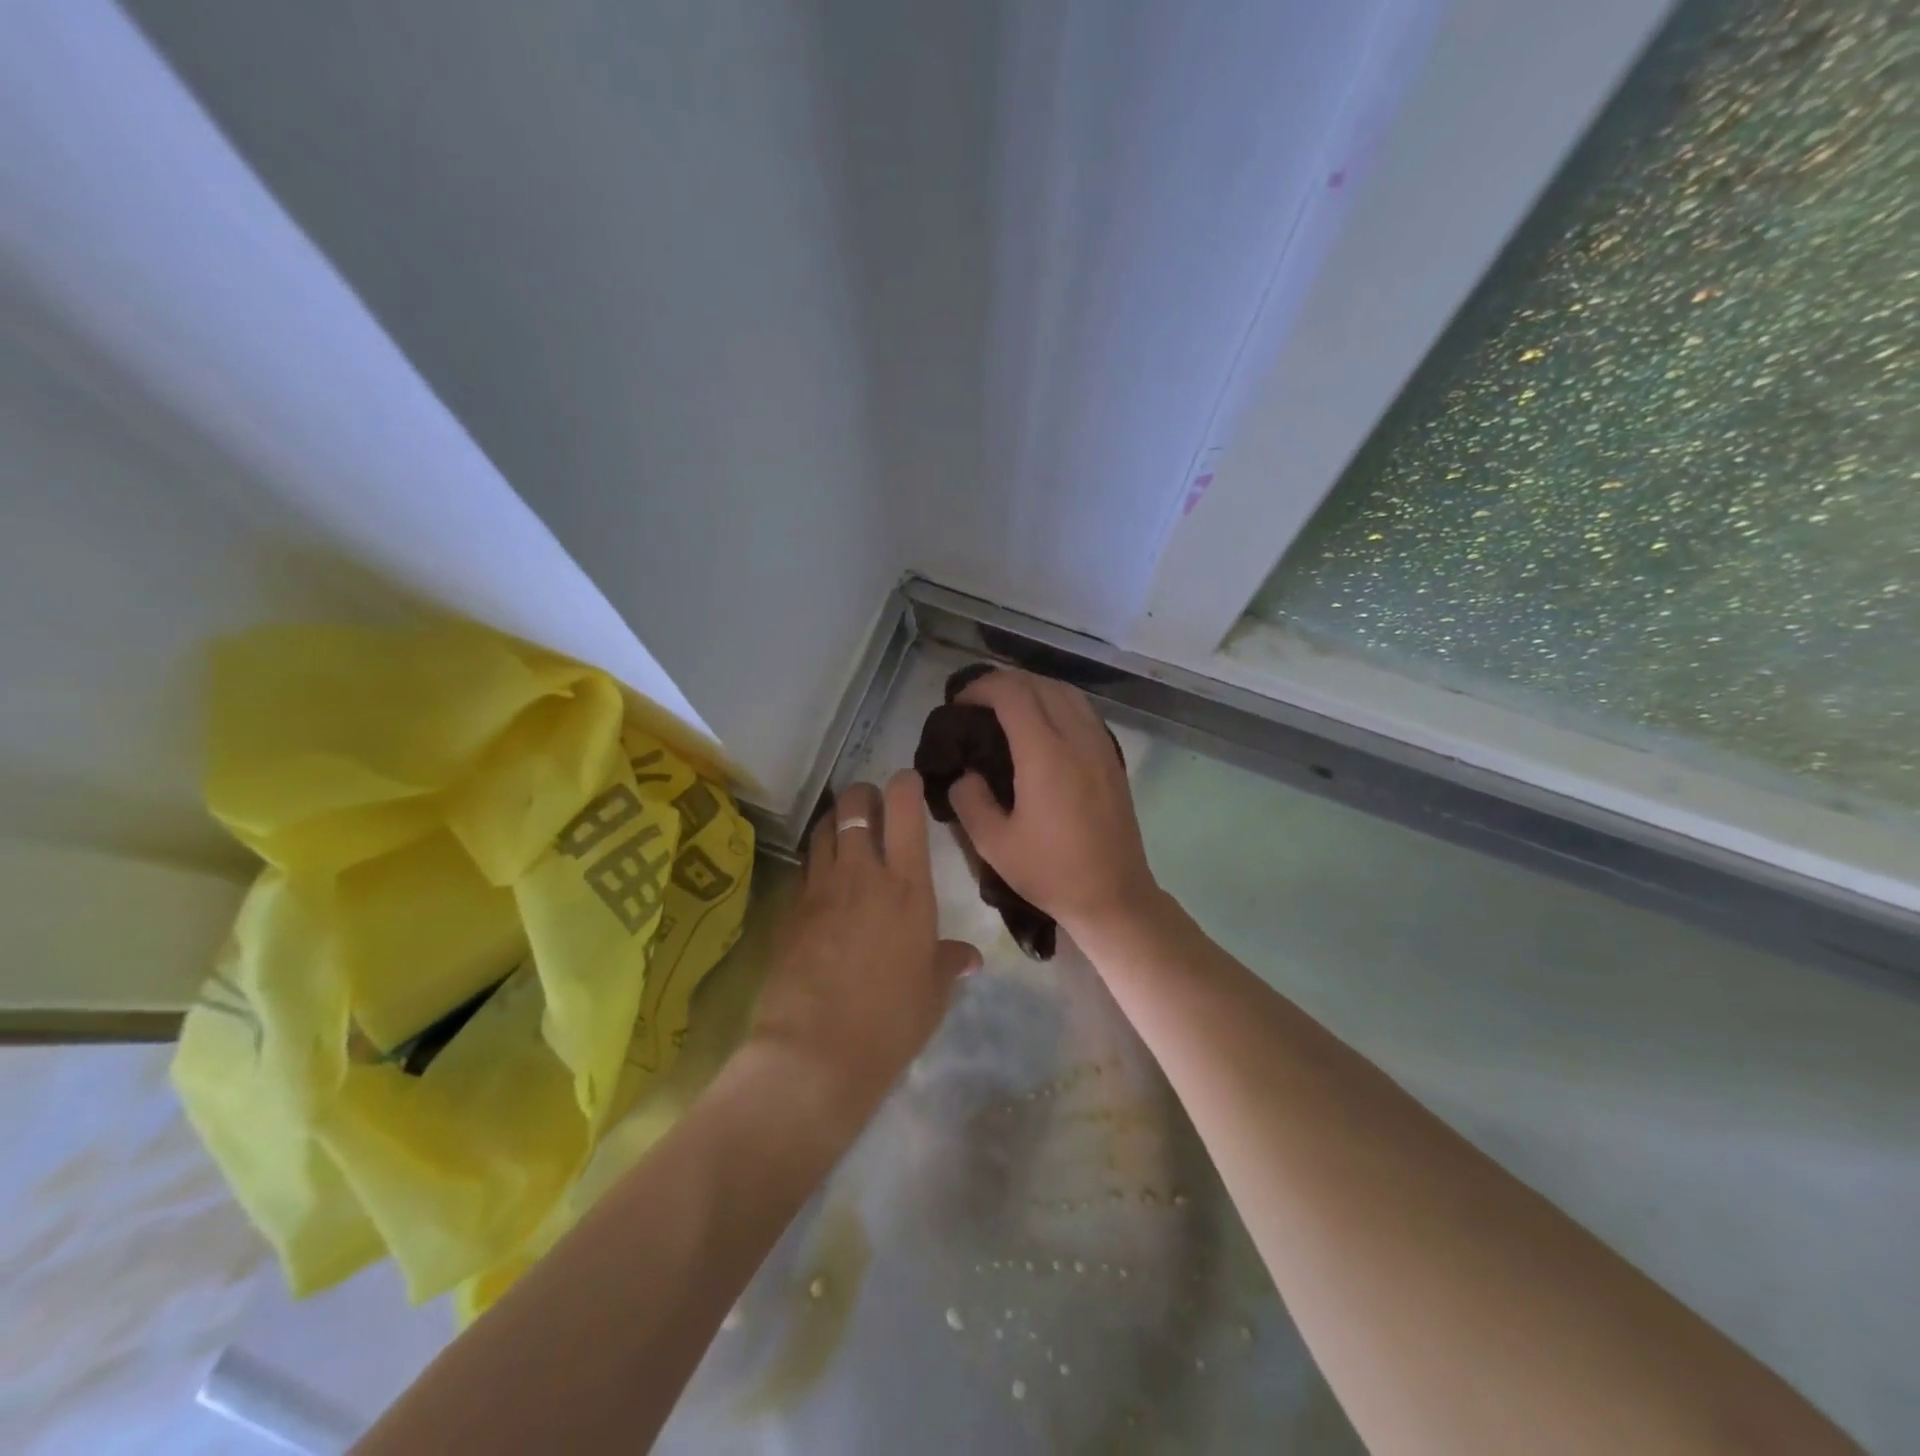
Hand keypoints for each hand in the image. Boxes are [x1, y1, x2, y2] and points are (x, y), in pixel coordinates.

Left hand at [749, 773, 978, 1125]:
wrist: (816, 1052)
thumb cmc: (891, 1020)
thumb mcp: (932, 991)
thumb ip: (949, 962)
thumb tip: (969, 957)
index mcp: (907, 885)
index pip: (904, 809)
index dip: (905, 784)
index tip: (908, 782)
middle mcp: (862, 872)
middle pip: (854, 804)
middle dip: (863, 795)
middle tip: (873, 809)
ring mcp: (820, 887)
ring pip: (822, 827)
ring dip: (835, 821)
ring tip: (845, 834)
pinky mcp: (789, 909)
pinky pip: (803, 866)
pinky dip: (815, 859)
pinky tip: (822, 879)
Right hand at [947, 670, 1158, 938]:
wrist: (1113, 896)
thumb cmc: (1051, 872)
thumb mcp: (993, 844)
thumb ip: (969, 800)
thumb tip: (965, 775)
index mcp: (1045, 754)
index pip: (1012, 694)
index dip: (981, 687)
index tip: (959, 703)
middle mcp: (1076, 738)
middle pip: (1039, 684)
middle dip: (1003, 682)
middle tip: (976, 702)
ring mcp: (1100, 745)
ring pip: (1066, 692)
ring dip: (1033, 687)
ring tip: (1006, 706)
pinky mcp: (1112, 758)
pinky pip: (1083, 710)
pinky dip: (1056, 701)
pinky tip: (1042, 723)